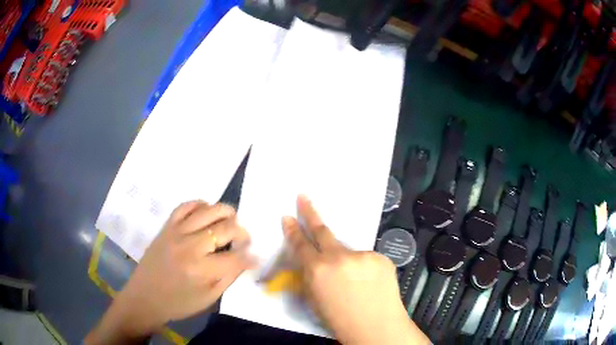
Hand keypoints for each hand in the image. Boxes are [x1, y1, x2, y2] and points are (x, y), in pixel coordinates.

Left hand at [86, 201, 255, 343]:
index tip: (254, 257)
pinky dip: (200, 205)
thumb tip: (248, 259)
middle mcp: (191, 246)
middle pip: (226, 228)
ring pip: (209, 210)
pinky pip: (186, 206)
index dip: (250, 256)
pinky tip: (207, 212)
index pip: (237, 256)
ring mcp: (177, 232)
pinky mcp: (167, 226)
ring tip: (231, 221)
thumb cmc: (179, 303)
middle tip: (243, 241)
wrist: (145, 297)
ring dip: (226, 213)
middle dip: (242, 233)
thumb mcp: (209, 298)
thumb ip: (230, 277)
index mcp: (202, 269)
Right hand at [282, 195, 429, 344]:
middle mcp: (338, 258)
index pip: (300, 245)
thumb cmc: (339, 320)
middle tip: (303, 196)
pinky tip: (370, 284)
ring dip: (347, 262)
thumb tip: (310, 262)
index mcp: (317, 271)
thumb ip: (310, 277)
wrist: (376, 327)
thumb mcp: (314, 300)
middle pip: (322, 231)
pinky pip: (367, 260)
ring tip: (354, 283)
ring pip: (348, 252)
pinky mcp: (380, 257)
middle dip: (310, 212)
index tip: (287, 217)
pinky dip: (365, 269)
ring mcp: (362, 255)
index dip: (292, 230)